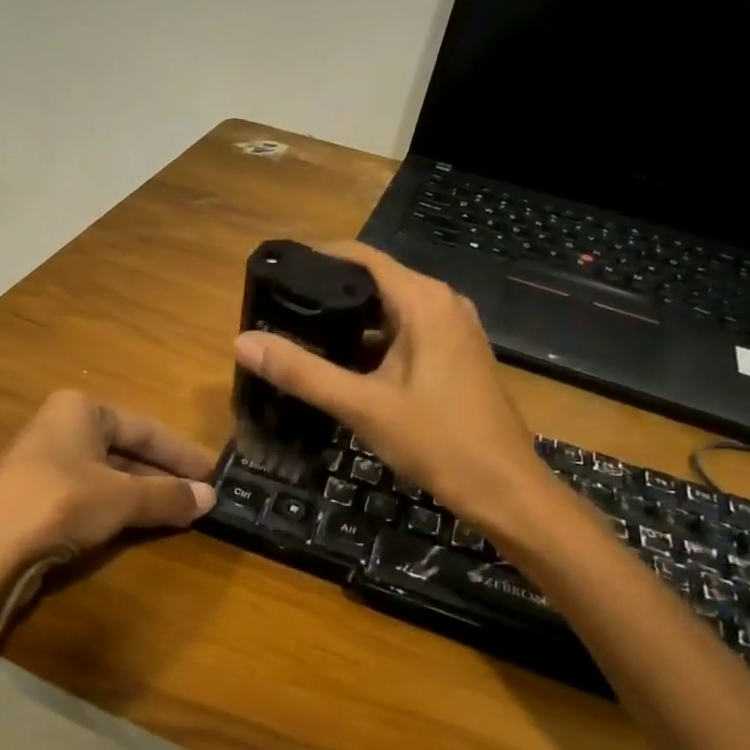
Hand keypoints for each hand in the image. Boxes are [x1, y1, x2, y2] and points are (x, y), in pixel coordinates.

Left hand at [0, 391, 216, 581]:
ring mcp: (43, 463)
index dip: (182, 454)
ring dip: (142, 495)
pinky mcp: (33, 498)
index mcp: (79, 409)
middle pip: (125, 450)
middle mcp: (60, 427)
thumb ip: (168, 496)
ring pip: (107, 475)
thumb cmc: (60, 504)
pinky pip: (87, 496)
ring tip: (178, 514)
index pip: (145, 428)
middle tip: (200, 498)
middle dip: (162, 476)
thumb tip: (211, 498)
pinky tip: (137, 526)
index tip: (214, 474)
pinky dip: (115, 509)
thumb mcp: (122, 498)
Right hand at [233, 241, 564, 548]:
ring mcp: (452, 331)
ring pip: (388, 313)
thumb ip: (302, 372)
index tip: (275, 275)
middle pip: (374, 283)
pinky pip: (404, 335)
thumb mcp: (362, 406)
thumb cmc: (439, 442)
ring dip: (348, 323)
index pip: (361, 257)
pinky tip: (339, 367)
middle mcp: (442, 304)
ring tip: (298, 337)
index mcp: (424, 301)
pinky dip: (371, 344)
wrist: (507, 492)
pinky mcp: (454, 357)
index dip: (317, 259)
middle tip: (277, 313)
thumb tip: (242, 341)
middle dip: (327, 295)